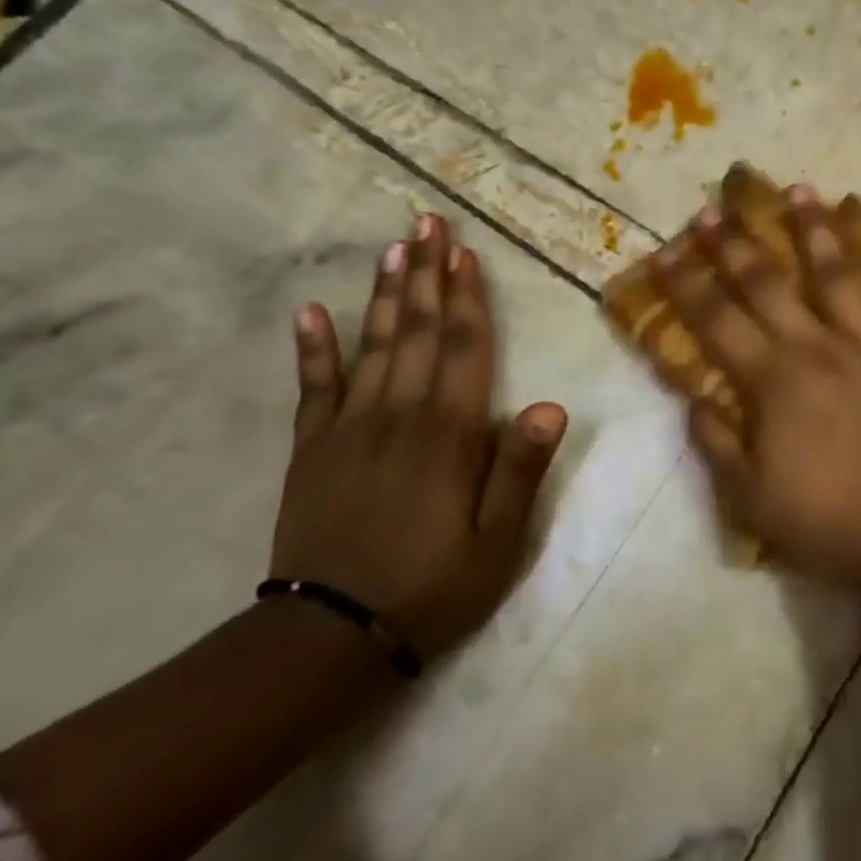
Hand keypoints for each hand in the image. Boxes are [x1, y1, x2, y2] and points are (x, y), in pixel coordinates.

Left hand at [271, 214, 565, 660]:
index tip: (465, 252)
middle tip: (427, 222)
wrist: (328, 638)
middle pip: (416, 330)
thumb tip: (550, 405)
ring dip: (383, 293)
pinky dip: (312, 349)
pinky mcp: (312, 449)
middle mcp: (399, 415)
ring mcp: (349, 428)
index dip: (467, 297)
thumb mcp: (497, 542)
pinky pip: (312, 388)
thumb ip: (520, 470)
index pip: (464, 348)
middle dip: (425, 273)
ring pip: (372, 346)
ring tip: (393, 247)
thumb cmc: (430, 587)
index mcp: (449, 433)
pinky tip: (310, 312)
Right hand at [649, 187, 860, 589]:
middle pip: (769, 286)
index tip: (666, 250)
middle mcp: (817, 348)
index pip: (717, 322)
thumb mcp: (751, 497)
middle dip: (737, 245)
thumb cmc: (828, 522)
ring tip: (802, 188)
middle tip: (716, 207)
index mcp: (773, 381)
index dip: (687, 285)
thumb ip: (717, 442)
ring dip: (817, 230)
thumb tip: (692, 398)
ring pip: (839, 276)